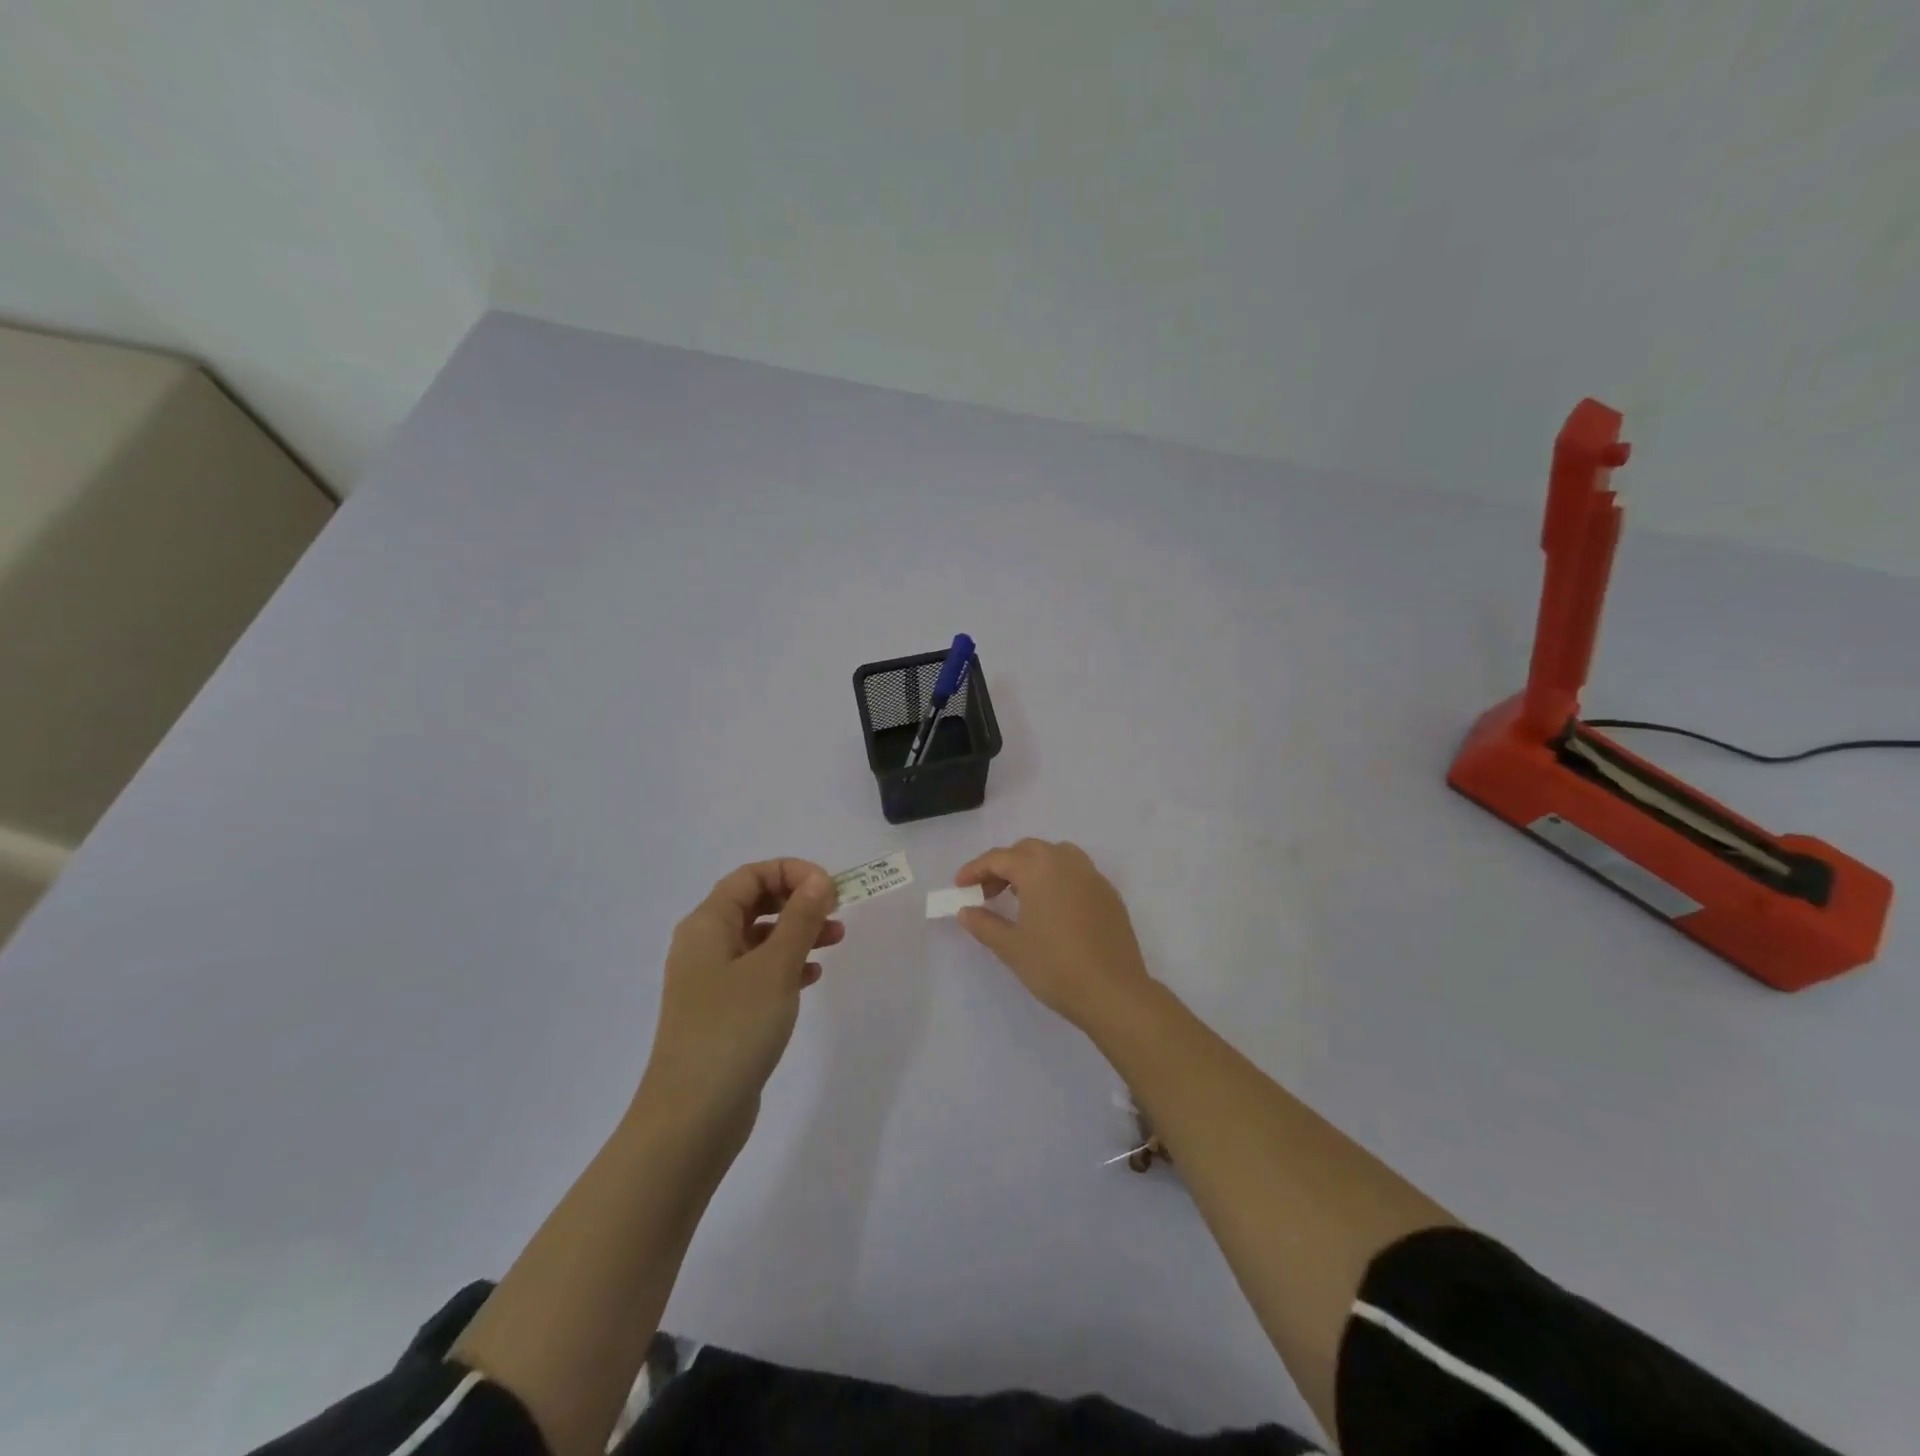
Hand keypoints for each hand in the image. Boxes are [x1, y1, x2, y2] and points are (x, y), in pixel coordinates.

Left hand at [639, 859, 842, 1145]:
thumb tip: (819, 880)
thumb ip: (800, 919)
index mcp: (707, 924)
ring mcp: (711, 980)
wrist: (692, 1117)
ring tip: (836, 940)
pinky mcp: (722, 1011)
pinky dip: (787, 965)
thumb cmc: (733, 1029)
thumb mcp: (775, 967)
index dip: (792, 872)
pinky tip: (813, 977)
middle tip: (837, 912)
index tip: (830, 889)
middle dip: (798, 900)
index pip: (751, 875)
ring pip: (760, 938)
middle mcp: (704, 945)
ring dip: (798, 932)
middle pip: (755, 902)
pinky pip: (758, 971)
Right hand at [954, 839, 1156, 1032]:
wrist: (1113, 992)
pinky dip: (1056, 880)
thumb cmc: (1055, 966)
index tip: (959, 886)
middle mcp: (1066, 862)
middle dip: (1003, 866)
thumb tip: (966, 911)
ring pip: (1056, 856)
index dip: (975, 870)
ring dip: (1033, 868)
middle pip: (1028, 850)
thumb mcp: (1011, 947)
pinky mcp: (1109, 894)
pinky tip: (1051, 909)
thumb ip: (984, 924)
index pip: (999, 858)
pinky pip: (1076, 873)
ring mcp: (1092, 876)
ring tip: (1019, 897)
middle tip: (987, 893)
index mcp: (1039, 868)